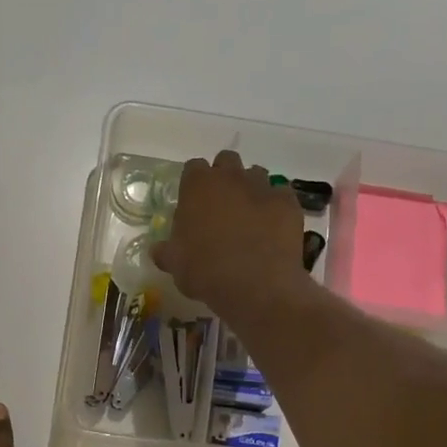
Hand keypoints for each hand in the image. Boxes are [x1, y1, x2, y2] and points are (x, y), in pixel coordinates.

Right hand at [151, 151, 307, 323]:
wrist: (255, 285)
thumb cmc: (205, 271)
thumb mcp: (175, 264)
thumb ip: (166, 250)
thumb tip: (158, 249)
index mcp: (197, 186)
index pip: (193, 168)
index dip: (193, 183)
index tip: (193, 202)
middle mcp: (230, 177)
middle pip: (226, 161)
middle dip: (224, 177)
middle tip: (221, 205)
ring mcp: (262, 187)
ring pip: (256, 174)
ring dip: (250, 189)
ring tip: (248, 216)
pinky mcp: (288, 202)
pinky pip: (281, 195)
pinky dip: (276, 205)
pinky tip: (272, 227)